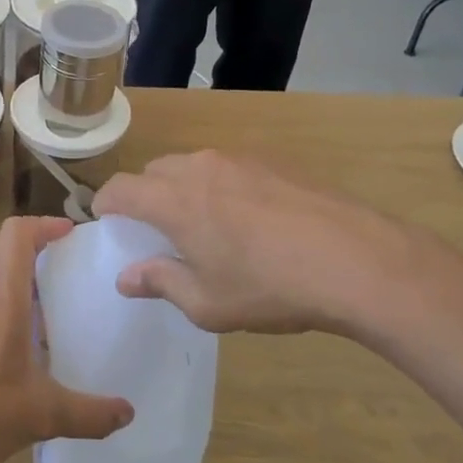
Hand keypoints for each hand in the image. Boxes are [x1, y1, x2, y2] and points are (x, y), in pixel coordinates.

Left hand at [0, 218, 132, 462]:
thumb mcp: (44, 415)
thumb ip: (90, 413)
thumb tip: (127, 413)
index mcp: (1, 296)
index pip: (17, 234)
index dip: (44, 224)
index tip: (72, 234)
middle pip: (5, 252)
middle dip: (39, 251)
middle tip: (72, 271)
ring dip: (21, 282)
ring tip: (55, 309)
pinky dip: (5, 308)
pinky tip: (23, 348)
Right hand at [93, 152, 457, 339]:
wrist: (356, 260)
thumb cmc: (270, 287)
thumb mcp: (207, 303)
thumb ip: (160, 283)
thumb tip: (127, 278)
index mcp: (173, 200)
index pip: (120, 188)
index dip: (106, 204)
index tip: (107, 223)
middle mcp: (198, 167)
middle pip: (154, 171)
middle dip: (145, 196)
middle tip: (159, 232)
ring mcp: (238, 159)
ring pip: (192, 166)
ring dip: (184, 189)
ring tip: (207, 225)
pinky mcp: (272, 161)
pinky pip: (228, 167)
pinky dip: (221, 186)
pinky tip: (250, 219)